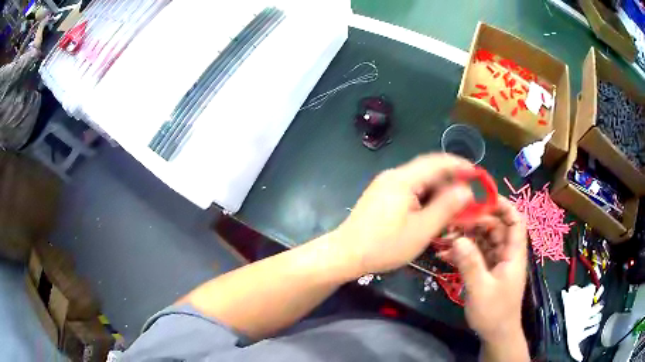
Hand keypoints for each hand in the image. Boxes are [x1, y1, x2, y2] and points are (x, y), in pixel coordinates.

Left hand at [334, 154, 473, 276]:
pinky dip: (426, 197)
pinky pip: (410, 190)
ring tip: (453, 206)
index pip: (437, 162)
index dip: (460, 165)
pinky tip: (433, 211)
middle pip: (428, 170)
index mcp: (403, 179)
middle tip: (468, 196)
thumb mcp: (421, 230)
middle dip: (450, 181)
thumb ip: (446, 207)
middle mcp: (394, 176)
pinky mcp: (382, 196)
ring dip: (438, 191)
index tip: (477, 173)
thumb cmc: (384, 245)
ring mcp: (385, 185)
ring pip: (420, 181)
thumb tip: (466, 190)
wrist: (345, 254)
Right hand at [440, 196, 527, 343]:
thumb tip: (458, 239)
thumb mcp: (481, 290)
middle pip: (495, 228)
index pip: (515, 221)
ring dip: (466, 237)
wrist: (495, 334)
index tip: (482, 199)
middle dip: (476, 221)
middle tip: (454, 220)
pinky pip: (475, 255)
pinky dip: (462, 252)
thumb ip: (470, 264)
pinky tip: (445, 255)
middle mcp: (506, 254)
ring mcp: (496, 263)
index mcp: (513, 254)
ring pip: (483, 240)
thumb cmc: (494, 313)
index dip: (503, 206)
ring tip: (445, 237)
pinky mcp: (486, 271)